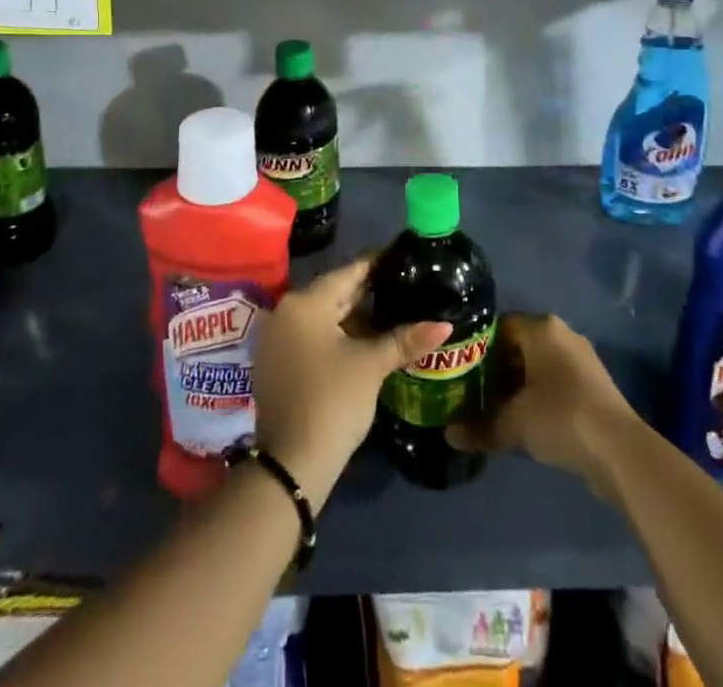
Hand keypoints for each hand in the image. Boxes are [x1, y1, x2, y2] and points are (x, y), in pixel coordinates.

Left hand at [252, 258, 450, 503]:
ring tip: (394, 311)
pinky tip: (367, 339)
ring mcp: (278, 339)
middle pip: (335, 293)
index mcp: (305, 302)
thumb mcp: (372, 365)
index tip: (404, 258)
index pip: (349, 272)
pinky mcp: (278, 363)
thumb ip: (407, 339)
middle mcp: (286, 312)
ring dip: (355, 316)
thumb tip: (445, 325)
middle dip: (369, 291)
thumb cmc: (333, 400)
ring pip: (324, 316)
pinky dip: (338, 334)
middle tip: (405, 285)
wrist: (292, 464)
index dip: (378, 264)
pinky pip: (313, 336)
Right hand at [446, 314, 637, 495]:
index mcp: (542, 328)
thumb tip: (449, 434)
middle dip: (496, 370)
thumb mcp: (513, 423)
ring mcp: (581, 360)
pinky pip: (555, 383)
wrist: (618, 450)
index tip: (461, 371)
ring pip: (537, 366)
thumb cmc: (560, 417)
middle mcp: (562, 335)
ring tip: (493, 411)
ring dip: (516, 387)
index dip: (478, 348)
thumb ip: (479, 427)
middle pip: (518, 346)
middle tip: (472, 394)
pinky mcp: (592, 386)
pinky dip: (537, 397)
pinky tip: (524, 423)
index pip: (499, 327)